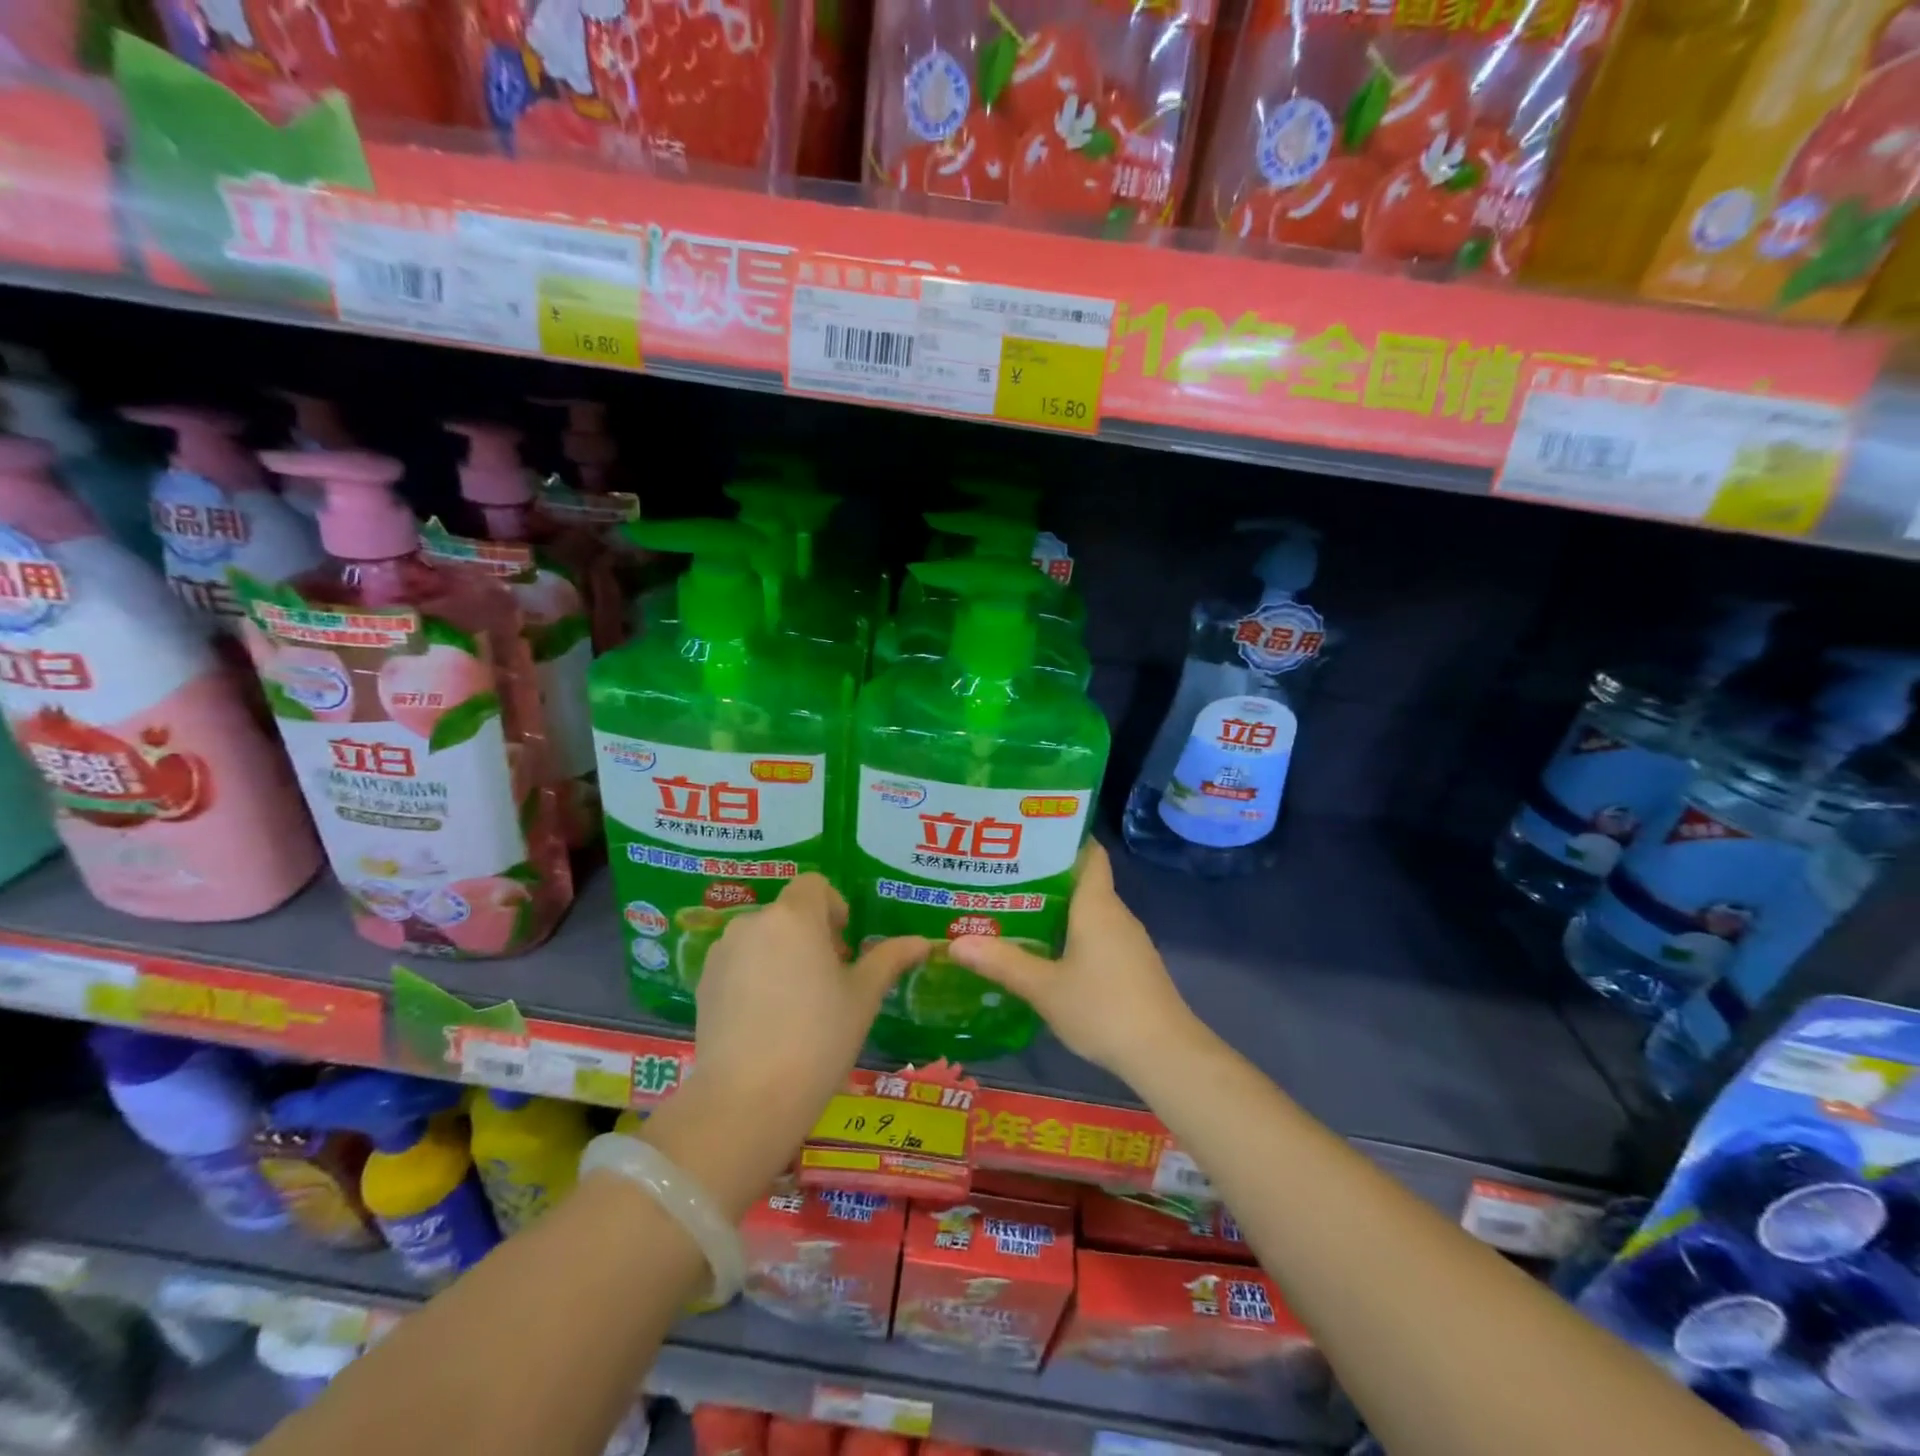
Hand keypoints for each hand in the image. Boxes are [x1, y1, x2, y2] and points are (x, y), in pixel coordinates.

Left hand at [690, 874, 926, 1151]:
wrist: (746, 1099)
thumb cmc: (818, 1039)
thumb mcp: (863, 998)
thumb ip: (889, 959)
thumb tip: (923, 942)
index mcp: (795, 916)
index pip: (815, 885)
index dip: (834, 907)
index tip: (844, 945)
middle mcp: (753, 922)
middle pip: (788, 912)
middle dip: (810, 935)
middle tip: (828, 980)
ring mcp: (723, 952)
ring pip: (761, 938)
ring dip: (781, 954)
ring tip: (796, 1003)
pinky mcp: (704, 983)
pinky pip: (737, 963)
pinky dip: (754, 976)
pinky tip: (766, 1020)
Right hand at [948, 842, 1198, 1079]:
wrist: (1165, 1054)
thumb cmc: (1104, 1009)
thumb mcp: (1045, 988)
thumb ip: (1002, 963)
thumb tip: (955, 942)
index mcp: (1097, 904)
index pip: (1088, 851)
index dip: (1063, 836)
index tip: (1028, 832)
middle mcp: (1114, 913)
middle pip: (1081, 880)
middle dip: (1044, 874)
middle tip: (1001, 873)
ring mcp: (1127, 940)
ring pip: (1088, 910)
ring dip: (1055, 907)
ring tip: (1012, 907)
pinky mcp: (1131, 964)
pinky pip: (1096, 934)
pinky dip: (1070, 933)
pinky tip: (1044, 950)